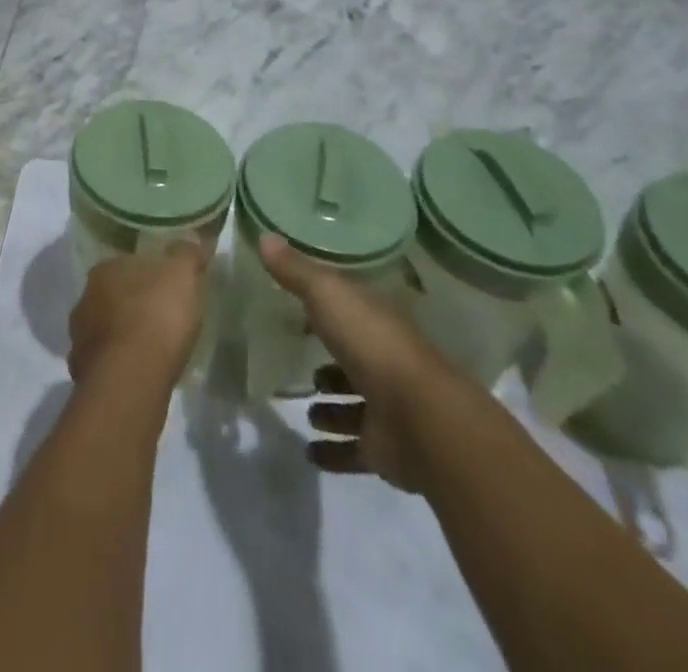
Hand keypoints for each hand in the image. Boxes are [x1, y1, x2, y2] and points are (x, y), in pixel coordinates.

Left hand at [68, 239, 210, 389]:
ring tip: (149, 349)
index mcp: (104, 270)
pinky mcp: (83, 373)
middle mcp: (85, 299)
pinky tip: (137, 374)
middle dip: (131, 306)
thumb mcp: (182, 275)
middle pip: (111, 297)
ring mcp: (80, 338)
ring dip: (121, 336)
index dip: (147, 276)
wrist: (130, 378)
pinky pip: (104, 363)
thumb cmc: (156, 315)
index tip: (165, 288)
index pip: (125, 265)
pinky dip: (118, 365)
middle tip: (158, 318)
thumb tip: (195, 235)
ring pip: (103, 330)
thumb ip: (187, 253)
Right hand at [258, 233, 450, 490]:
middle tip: (296, 358)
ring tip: (304, 406)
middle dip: (330, 360)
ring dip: (332, 407)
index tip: (296, 305)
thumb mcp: (327, 295)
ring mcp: (388, 407)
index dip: (325, 304)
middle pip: (353, 356)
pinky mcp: (384, 449)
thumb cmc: (373, 345)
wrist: (422, 421)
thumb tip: (264, 235)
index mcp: (376, 320)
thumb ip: (295, 271)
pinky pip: (353, 449)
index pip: (349, 307)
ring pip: (355, 404)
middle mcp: (385, 359)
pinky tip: (308, 451)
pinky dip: (333, 451)